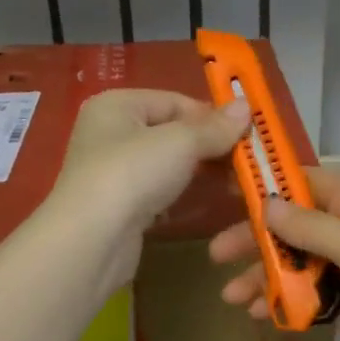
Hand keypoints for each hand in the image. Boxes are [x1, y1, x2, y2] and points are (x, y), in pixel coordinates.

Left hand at [49, 89, 249, 293]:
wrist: (92, 240)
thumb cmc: (132, 174)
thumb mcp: (180, 142)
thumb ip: (214, 127)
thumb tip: (246, 106)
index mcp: (117, 105)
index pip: (175, 100)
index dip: (211, 115)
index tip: (247, 132)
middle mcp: (110, 133)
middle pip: (172, 131)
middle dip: (210, 145)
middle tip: (247, 161)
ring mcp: (113, 171)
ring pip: (167, 163)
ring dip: (201, 170)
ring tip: (237, 182)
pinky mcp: (120, 205)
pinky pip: (160, 190)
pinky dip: (183, 193)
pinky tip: (209, 200)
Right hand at [208, 168, 339, 340]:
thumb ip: (311, 228)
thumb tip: (264, 203)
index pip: (300, 181)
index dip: (263, 184)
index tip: (221, 190)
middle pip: (288, 225)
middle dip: (253, 239)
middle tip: (216, 255)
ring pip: (291, 263)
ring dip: (261, 276)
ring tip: (231, 297)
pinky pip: (302, 295)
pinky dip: (280, 302)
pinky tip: (258, 315)